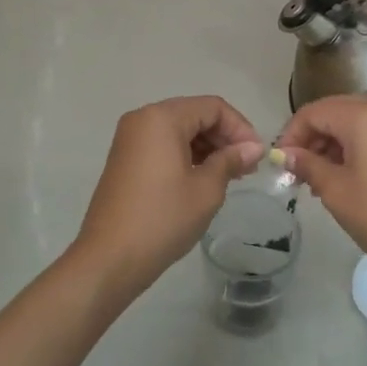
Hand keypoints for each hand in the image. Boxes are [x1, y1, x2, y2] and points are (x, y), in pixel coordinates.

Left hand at [72, 96, 263, 298]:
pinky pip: (163, 145)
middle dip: (224, 137)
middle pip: (194, 114)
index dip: (240, 127)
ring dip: (207, 147)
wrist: (109, 258)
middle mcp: (142, 119)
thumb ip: (231, 160)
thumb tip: (253, 147)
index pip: (212, 107)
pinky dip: (186, 156)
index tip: (257, 156)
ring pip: (179, 130)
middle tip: (247, 168)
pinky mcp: (125, 159)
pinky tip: (203, 180)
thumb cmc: (163, 219)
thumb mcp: (206, 189)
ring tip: (230, 176)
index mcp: (161, 118)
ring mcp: (130, 139)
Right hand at [278, 95, 366, 291]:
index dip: (291, 134)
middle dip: (310, 138)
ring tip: (314, 180)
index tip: (280, 164)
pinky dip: (351, 150)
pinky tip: (340, 178)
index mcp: (364, 114)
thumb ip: (307, 164)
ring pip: (352, 124)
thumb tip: (285, 154)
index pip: (314, 111)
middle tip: (295, 172)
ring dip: (329, 145)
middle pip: (334, 112)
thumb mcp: (336, 190)